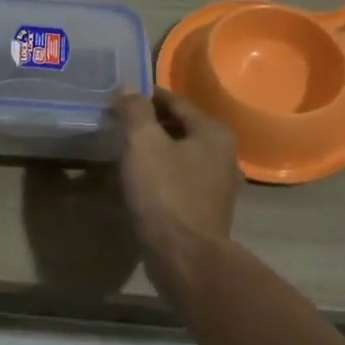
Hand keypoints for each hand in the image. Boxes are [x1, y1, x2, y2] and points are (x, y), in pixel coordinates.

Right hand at [112, 88, 239, 263]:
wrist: (185, 256)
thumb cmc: (165, 193)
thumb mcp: (143, 143)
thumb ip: (135, 110)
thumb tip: (128, 88)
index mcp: (213, 132)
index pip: (176, 101)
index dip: (147, 97)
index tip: (121, 98)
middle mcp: (224, 154)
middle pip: (181, 128)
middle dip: (152, 124)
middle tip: (120, 125)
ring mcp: (220, 185)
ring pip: (182, 155)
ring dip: (157, 151)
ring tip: (127, 152)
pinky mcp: (209, 210)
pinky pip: (182, 180)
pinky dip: (163, 174)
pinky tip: (142, 181)